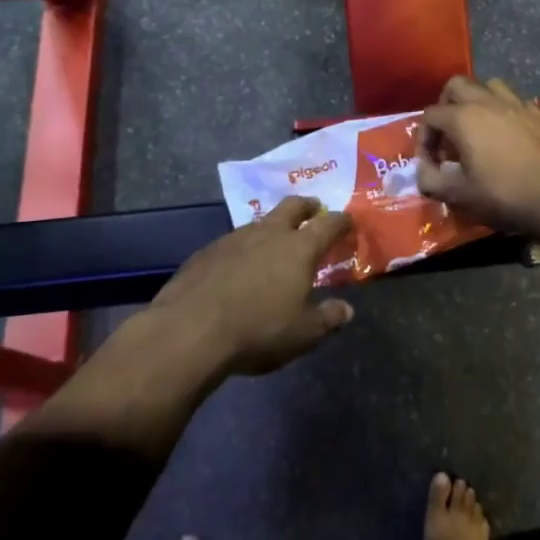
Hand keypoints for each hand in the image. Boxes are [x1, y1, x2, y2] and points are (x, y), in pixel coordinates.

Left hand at [149, 196, 355, 375]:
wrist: (190, 330)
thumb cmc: (258, 330)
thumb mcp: (303, 334)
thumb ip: (328, 319)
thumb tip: (346, 310)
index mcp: (299, 248)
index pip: (329, 223)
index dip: (342, 221)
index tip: (348, 222)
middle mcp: (269, 233)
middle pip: (292, 206)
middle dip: (306, 206)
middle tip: (313, 211)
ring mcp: (234, 238)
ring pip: (260, 223)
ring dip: (272, 229)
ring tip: (274, 246)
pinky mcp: (206, 251)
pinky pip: (233, 242)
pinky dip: (244, 249)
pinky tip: (238, 269)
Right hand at [415, 76, 539, 245]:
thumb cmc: (504, 196)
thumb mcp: (459, 195)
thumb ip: (430, 179)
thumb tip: (422, 170)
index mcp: (463, 117)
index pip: (429, 115)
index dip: (423, 138)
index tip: (429, 162)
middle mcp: (486, 101)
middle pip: (455, 85)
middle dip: (444, 106)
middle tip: (446, 134)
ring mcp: (515, 104)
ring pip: (486, 85)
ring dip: (474, 100)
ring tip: (474, 127)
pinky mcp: (536, 113)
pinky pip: (512, 99)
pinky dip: (501, 109)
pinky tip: (504, 132)